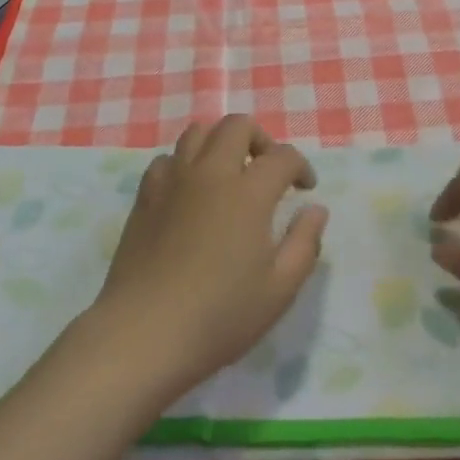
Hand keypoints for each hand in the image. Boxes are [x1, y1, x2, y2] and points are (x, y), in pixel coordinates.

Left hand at [91, 115, 327, 400]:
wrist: (144, 334)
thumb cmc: (220, 316)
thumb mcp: (280, 290)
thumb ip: (304, 243)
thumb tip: (315, 209)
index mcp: (248, 192)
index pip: (282, 156)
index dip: (300, 166)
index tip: (305, 190)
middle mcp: (211, 173)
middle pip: (237, 126)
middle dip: (261, 140)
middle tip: (267, 171)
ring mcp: (173, 181)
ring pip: (198, 132)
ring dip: (221, 143)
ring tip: (229, 174)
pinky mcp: (145, 196)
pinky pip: (167, 160)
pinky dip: (185, 164)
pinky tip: (190, 193)